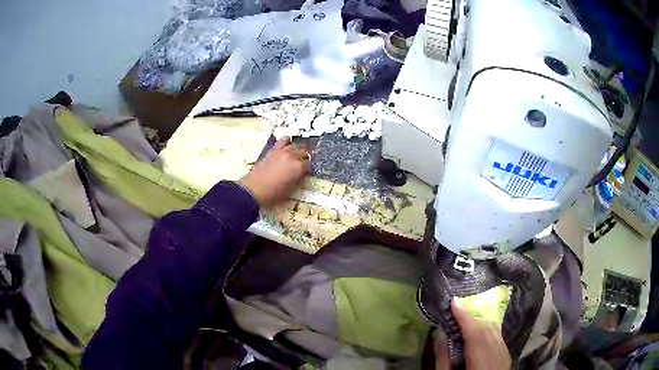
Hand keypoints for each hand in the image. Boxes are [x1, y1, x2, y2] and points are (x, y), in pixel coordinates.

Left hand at [239, 137, 309, 207]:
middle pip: (304, 153)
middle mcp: (292, 156)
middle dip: (305, 158)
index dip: (308, 169)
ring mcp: (282, 151)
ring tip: (297, 155)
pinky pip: (283, 140)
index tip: (306, 172)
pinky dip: (287, 141)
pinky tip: (288, 143)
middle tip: (303, 164)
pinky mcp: (273, 150)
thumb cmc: (273, 193)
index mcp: (298, 167)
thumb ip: (298, 180)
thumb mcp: (291, 190)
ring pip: (295, 145)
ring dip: (298, 150)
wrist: (254, 189)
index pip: (309, 164)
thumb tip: (302, 175)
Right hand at [435, 300, 511, 369]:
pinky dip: (488, 330)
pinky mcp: (506, 357)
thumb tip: (440, 335)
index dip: (465, 316)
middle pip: (487, 329)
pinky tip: (480, 331)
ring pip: (495, 331)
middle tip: (457, 309)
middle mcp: (497, 354)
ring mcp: (505, 355)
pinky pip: (499, 337)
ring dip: (480, 322)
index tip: (454, 301)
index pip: (475, 333)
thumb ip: (443, 359)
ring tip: (466, 318)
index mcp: (482, 361)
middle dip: (472, 317)